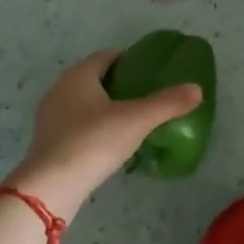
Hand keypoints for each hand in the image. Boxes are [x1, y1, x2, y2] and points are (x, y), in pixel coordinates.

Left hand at [4, 51, 200, 220]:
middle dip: (117, 84)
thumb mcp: (137, 120)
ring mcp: (49, 115)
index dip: (129, 61)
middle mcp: (60, 88)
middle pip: (94, 78)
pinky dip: (91, 126)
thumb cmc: (93, 142)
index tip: (149, 73)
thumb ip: (167, 103)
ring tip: (129, 121)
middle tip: (144, 97)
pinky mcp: (46, 140)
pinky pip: (74, 123)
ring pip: (82, 101)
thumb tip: (197, 89)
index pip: (107, 56)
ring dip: (103, 106)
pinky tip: (107, 143)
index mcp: (79, 74)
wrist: (50, 187)